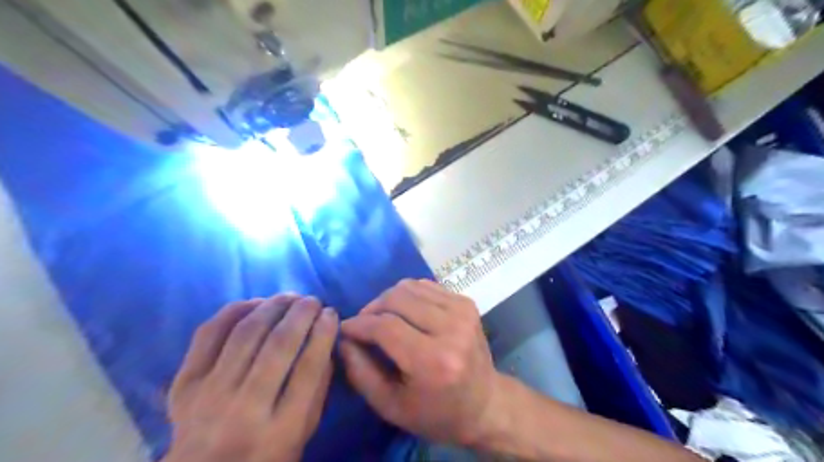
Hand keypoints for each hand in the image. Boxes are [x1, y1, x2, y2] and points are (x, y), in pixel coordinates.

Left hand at [164, 297, 337, 461]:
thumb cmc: (266, 456)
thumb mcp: (304, 432)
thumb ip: (319, 388)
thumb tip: (325, 340)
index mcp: (282, 430)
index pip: (309, 368)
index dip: (323, 333)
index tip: (331, 313)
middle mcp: (244, 410)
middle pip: (278, 346)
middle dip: (301, 313)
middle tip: (313, 300)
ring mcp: (209, 396)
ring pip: (246, 334)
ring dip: (273, 306)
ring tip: (290, 297)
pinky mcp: (184, 384)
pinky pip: (209, 334)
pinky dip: (234, 311)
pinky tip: (255, 303)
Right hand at [337, 280, 498, 444]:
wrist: (485, 403)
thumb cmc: (435, 412)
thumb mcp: (390, 406)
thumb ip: (360, 372)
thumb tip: (343, 337)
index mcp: (433, 362)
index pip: (385, 327)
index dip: (359, 324)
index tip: (346, 329)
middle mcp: (451, 330)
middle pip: (397, 299)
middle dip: (372, 308)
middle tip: (363, 324)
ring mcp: (462, 311)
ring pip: (410, 286)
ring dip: (389, 299)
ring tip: (382, 317)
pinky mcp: (466, 302)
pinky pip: (425, 286)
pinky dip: (408, 295)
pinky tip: (405, 312)